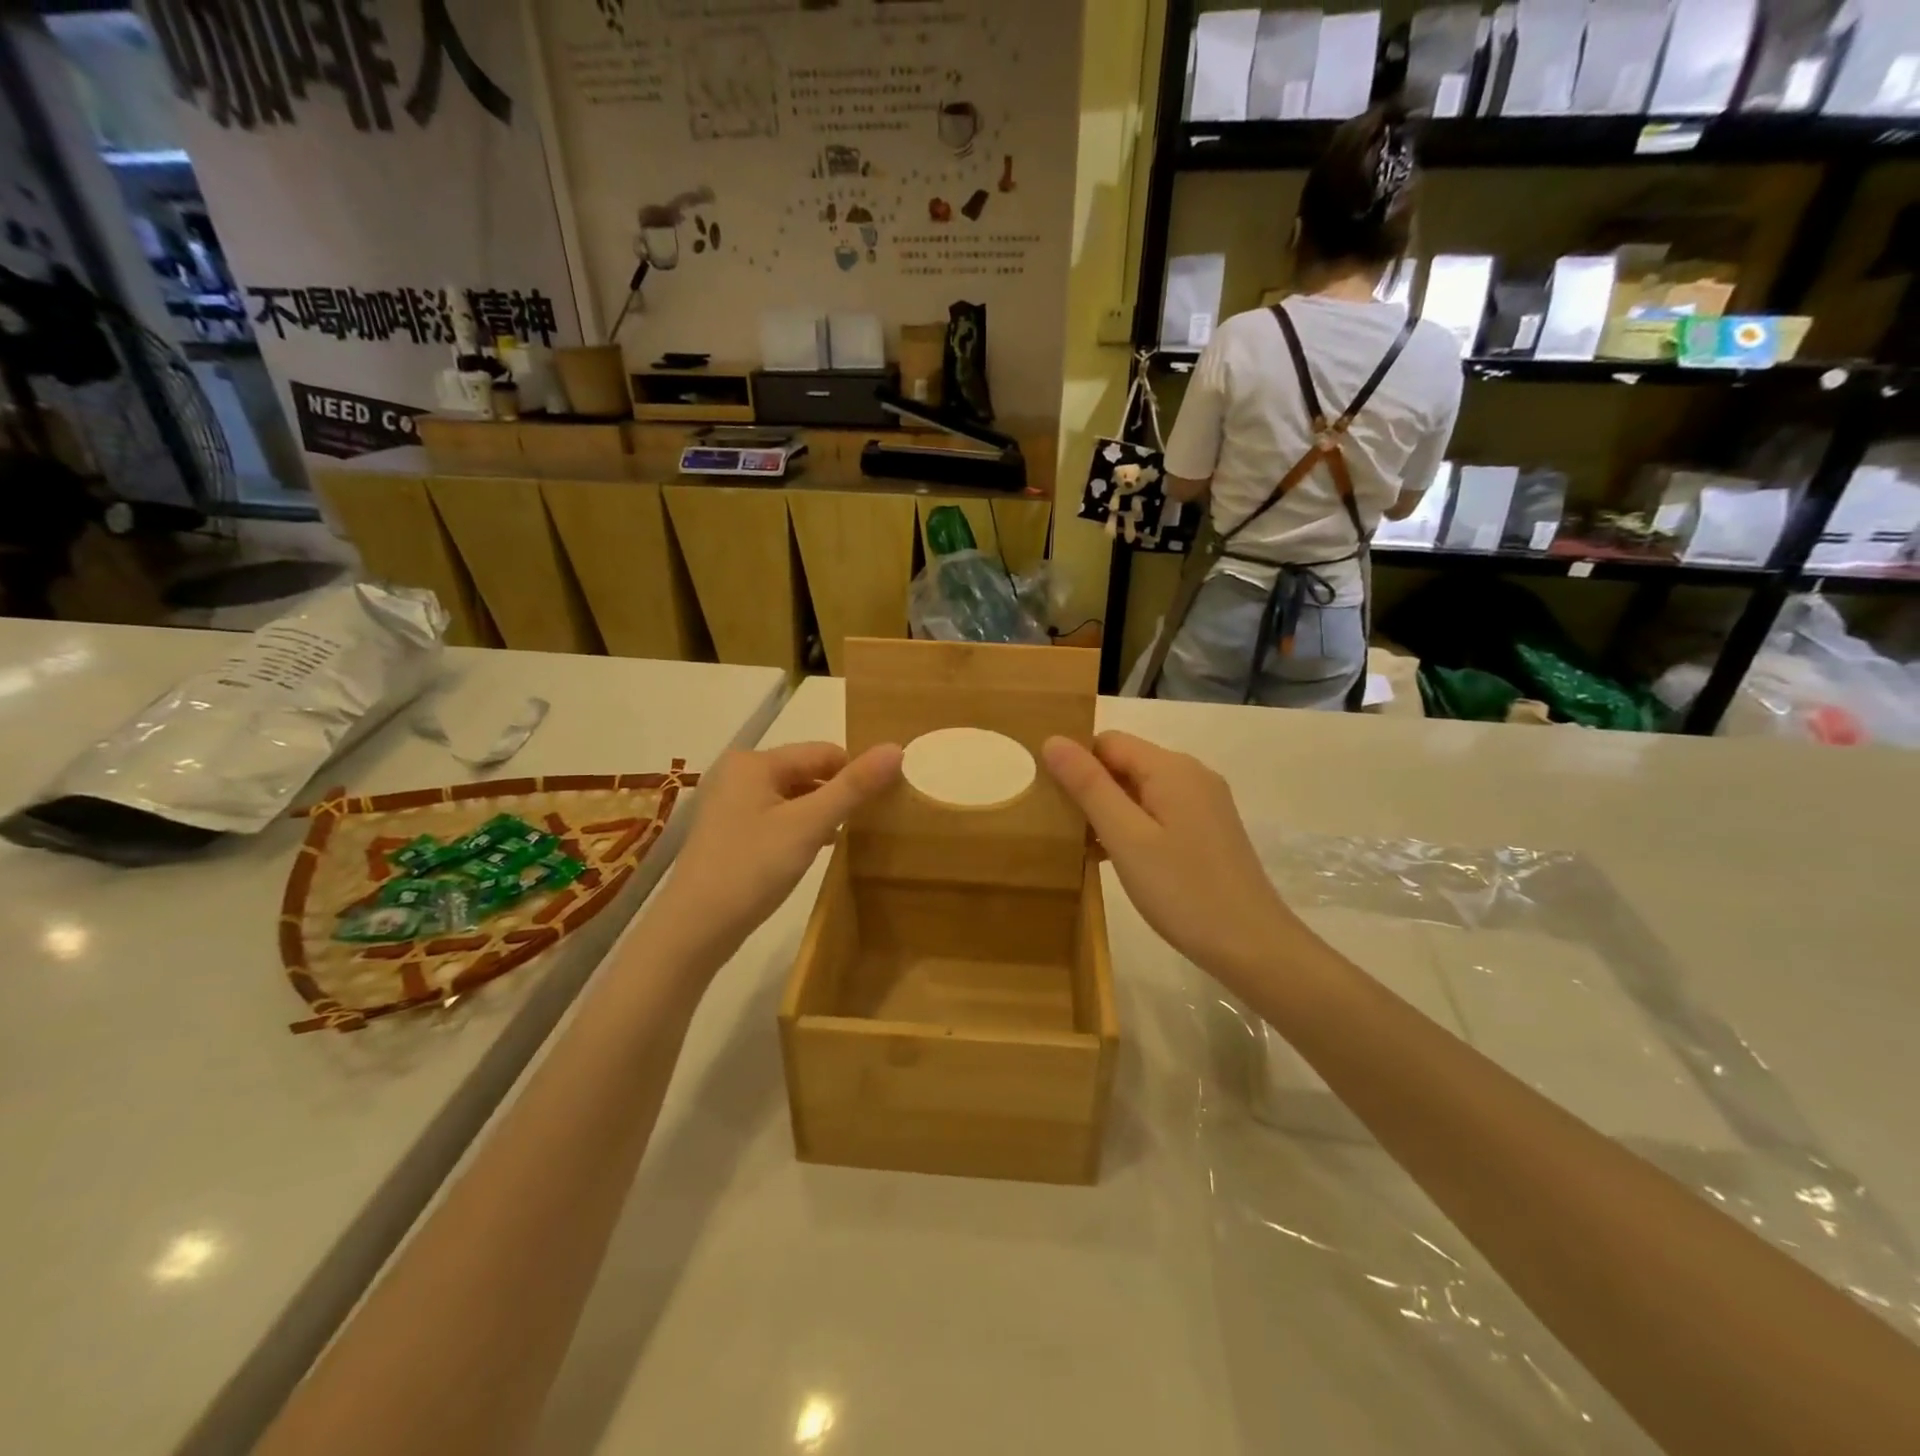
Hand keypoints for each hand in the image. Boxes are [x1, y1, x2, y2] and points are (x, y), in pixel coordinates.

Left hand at [646, 741, 902, 971]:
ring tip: (850, 836)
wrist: (694, 930)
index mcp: (755, 762)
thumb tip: (896, 749)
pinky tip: (818, 849)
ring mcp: (730, 805)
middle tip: (871, 822)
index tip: (886, 800)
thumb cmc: (752, 868)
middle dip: (838, 793)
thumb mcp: (809, 825)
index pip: (823, 752)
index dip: (856, 773)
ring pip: (793, 797)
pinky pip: (777, 818)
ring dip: (821, 813)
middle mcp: (738, 774)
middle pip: (807, 772)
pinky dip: (801, 828)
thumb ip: (853, 787)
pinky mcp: (729, 833)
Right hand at [1042, 731, 1295, 983]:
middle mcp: (1192, 775)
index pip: (1108, 741)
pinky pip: (1160, 812)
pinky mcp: (1209, 829)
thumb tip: (1053, 740)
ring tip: (1082, 846)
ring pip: (1141, 790)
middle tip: (1061, 827)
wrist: (1252, 945)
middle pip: (1126, 763)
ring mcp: (1205, 803)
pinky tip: (1116, 858)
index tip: (1050, 798)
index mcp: (1171, 768)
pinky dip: (1133, 826)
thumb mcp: (1125, 837)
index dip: (1076, 762)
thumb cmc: (1182, 890)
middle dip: (1091, 788)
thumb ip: (1089, 786)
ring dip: (1110, 811)